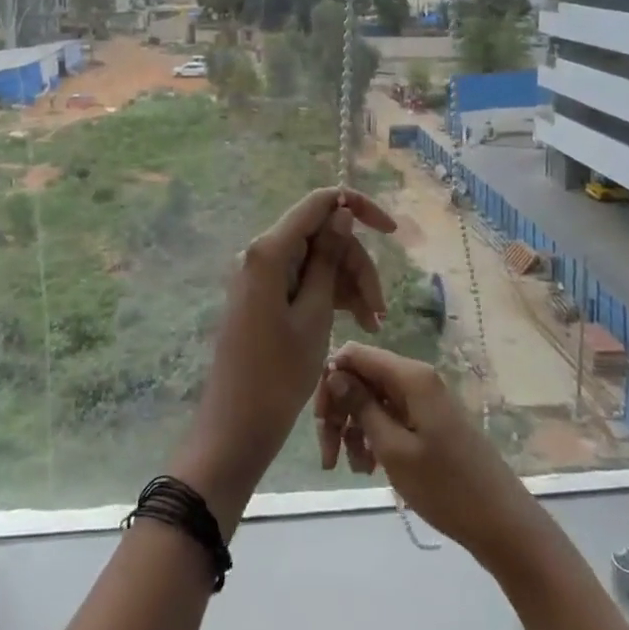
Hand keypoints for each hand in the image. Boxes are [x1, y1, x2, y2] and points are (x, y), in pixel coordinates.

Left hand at [172, 188, 397, 527]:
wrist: (236, 426)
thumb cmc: (278, 374)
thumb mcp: (315, 314)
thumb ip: (328, 258)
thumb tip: (341, 212)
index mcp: (269, 250)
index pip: (318, 203)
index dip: (357, 208)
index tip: (392, 231)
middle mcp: (262, 253)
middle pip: (321, 236)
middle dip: (356, 265)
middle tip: (380, 310)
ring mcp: (262, 275)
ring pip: (317, 260)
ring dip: (348, 284)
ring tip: (373, 324)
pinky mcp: (265, 296)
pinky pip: (304, 281)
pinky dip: (331, 296)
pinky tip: (357, 322)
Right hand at [316, 343, 537, 563]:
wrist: (501, 524)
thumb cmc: (446, 487)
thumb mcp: (393, 449)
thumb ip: (361, 406)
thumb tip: (334, 371)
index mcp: (410, 376)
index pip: (355, 354)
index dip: (331, 380)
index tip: (320, 419)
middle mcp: (416, 378)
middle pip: (361, 378)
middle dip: (339, 411)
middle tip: (328, 453)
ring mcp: (423, 400)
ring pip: (372, 400)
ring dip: (354, 429)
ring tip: (353, 468)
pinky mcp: (428, 421)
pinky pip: (389, 416)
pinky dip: (373, 437)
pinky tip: (368, 467)